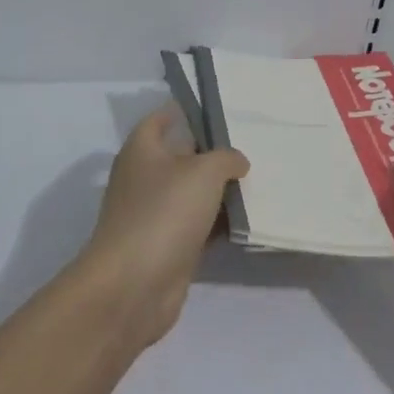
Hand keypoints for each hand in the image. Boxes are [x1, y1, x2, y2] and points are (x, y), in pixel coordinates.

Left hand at [81, 105, 248, 347]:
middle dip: (212, 153)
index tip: (216, 109)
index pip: (160, 119)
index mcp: (142, 150)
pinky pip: (198, 226)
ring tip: (259, 180)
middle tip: (252, 145)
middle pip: (180, 157)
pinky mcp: (167, 246)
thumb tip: (236, 161)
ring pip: (192, 194)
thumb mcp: (203, 172)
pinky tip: (248, 220)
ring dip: (219, 191)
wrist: (134, 284)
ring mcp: (154, 215)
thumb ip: (225, 158)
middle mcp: (144, 178)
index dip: (183, 111)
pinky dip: (218, 223)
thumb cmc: (164, 213)